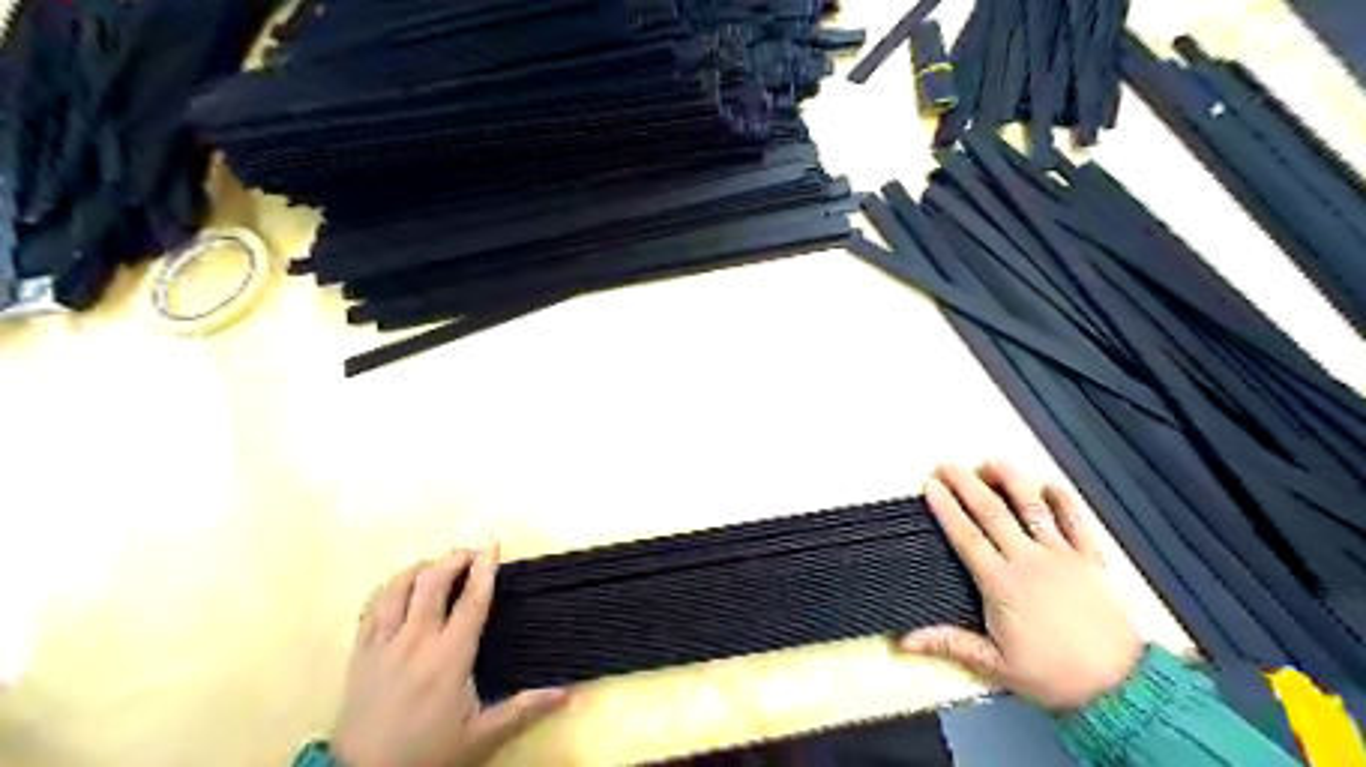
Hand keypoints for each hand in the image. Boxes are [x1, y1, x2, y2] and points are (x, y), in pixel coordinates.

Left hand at [334, 544, 568, 765]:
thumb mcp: (479, 736)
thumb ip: (523, 709)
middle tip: (472, 554)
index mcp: (449, 657)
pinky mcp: (360, 652)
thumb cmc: (427, 755)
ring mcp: (383, 643)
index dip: (485, 568)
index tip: (494, 544)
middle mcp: (415, 641)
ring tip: (439, 566)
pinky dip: (391, 587)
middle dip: (454, 558)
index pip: (471, 600)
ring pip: (398, 586)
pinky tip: (402, 587)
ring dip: (421, 568)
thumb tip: (567, 693)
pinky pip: (372, 605)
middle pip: (432, 581)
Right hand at [904, 460, 1144, 712]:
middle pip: (992, 512)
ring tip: (993, 462)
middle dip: (967, 484)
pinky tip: (1051, 485)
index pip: (966, 536)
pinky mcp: (1091, 561)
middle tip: (948, 464)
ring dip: (1011, 481)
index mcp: (1002, 584)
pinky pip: (1078, 523)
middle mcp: (1029, 561)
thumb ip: (949, 644)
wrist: (1119, 689)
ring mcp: (1062, 557)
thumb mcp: (994, 665)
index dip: (946, 508)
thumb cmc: (1053, 677)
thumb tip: (905, 642)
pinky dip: (1065, 501)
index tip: (931, 486)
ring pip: (1033, 508)